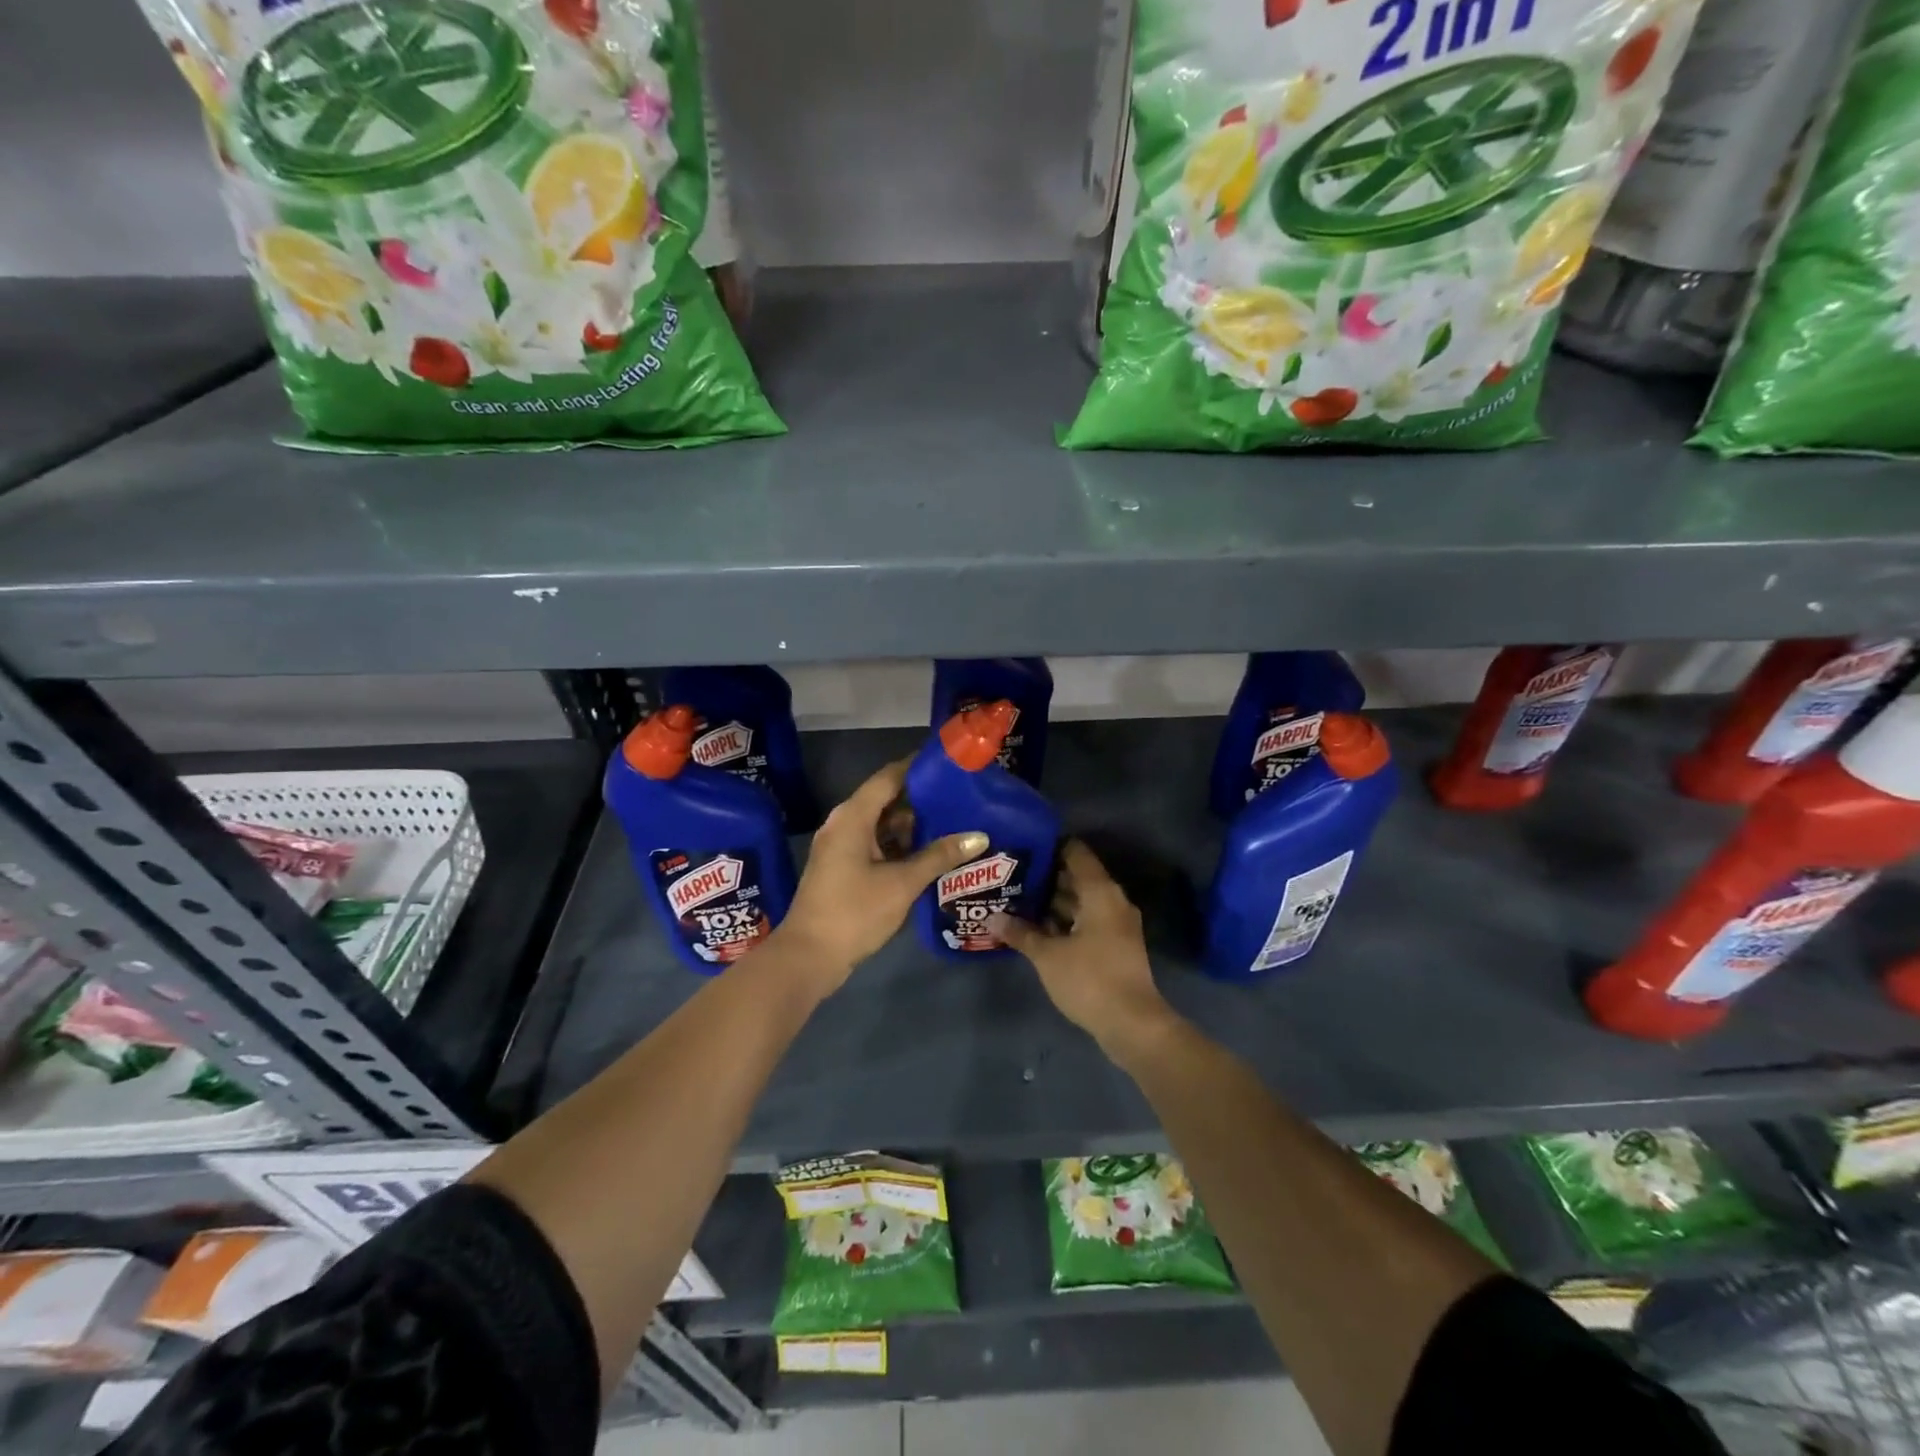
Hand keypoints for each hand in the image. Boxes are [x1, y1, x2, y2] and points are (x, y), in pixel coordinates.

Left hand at [773, 759, 987, 993]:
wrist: (809, 957)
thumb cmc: (854, 912)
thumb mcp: (902, 883)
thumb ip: (940, 856)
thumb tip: (979, 836)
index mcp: (853, 816)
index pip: (890, 777)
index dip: (919, 767)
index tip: (951, 763)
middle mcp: (844, 823)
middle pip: (887, 799)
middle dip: (922, 798)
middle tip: (961, 796)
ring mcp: (842, 846)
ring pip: (882, 824)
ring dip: (913, 825)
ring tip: (954, 822)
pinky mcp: (844, 867)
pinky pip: (876, 843)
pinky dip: (900, 845)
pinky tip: (930, 853)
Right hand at [990, 840, 1179, 1059]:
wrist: (1132, 1024)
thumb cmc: (1089, 979)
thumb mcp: (1048, 956)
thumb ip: (1020, 933)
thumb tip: (992, 918)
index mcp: (1100, 891)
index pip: (1075, 852)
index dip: (1048, 846)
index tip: (1021, 847)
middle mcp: (1112, 901)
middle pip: (1076, 876)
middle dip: (1044, 876)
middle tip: (1009, 875)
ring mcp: (1116, 925)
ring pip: (1080, 901)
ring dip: (1052, 901)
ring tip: (1015, 899)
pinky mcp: (1114, 946)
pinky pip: (1085, 921)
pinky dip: (1063, 921)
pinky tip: (1035, 928)